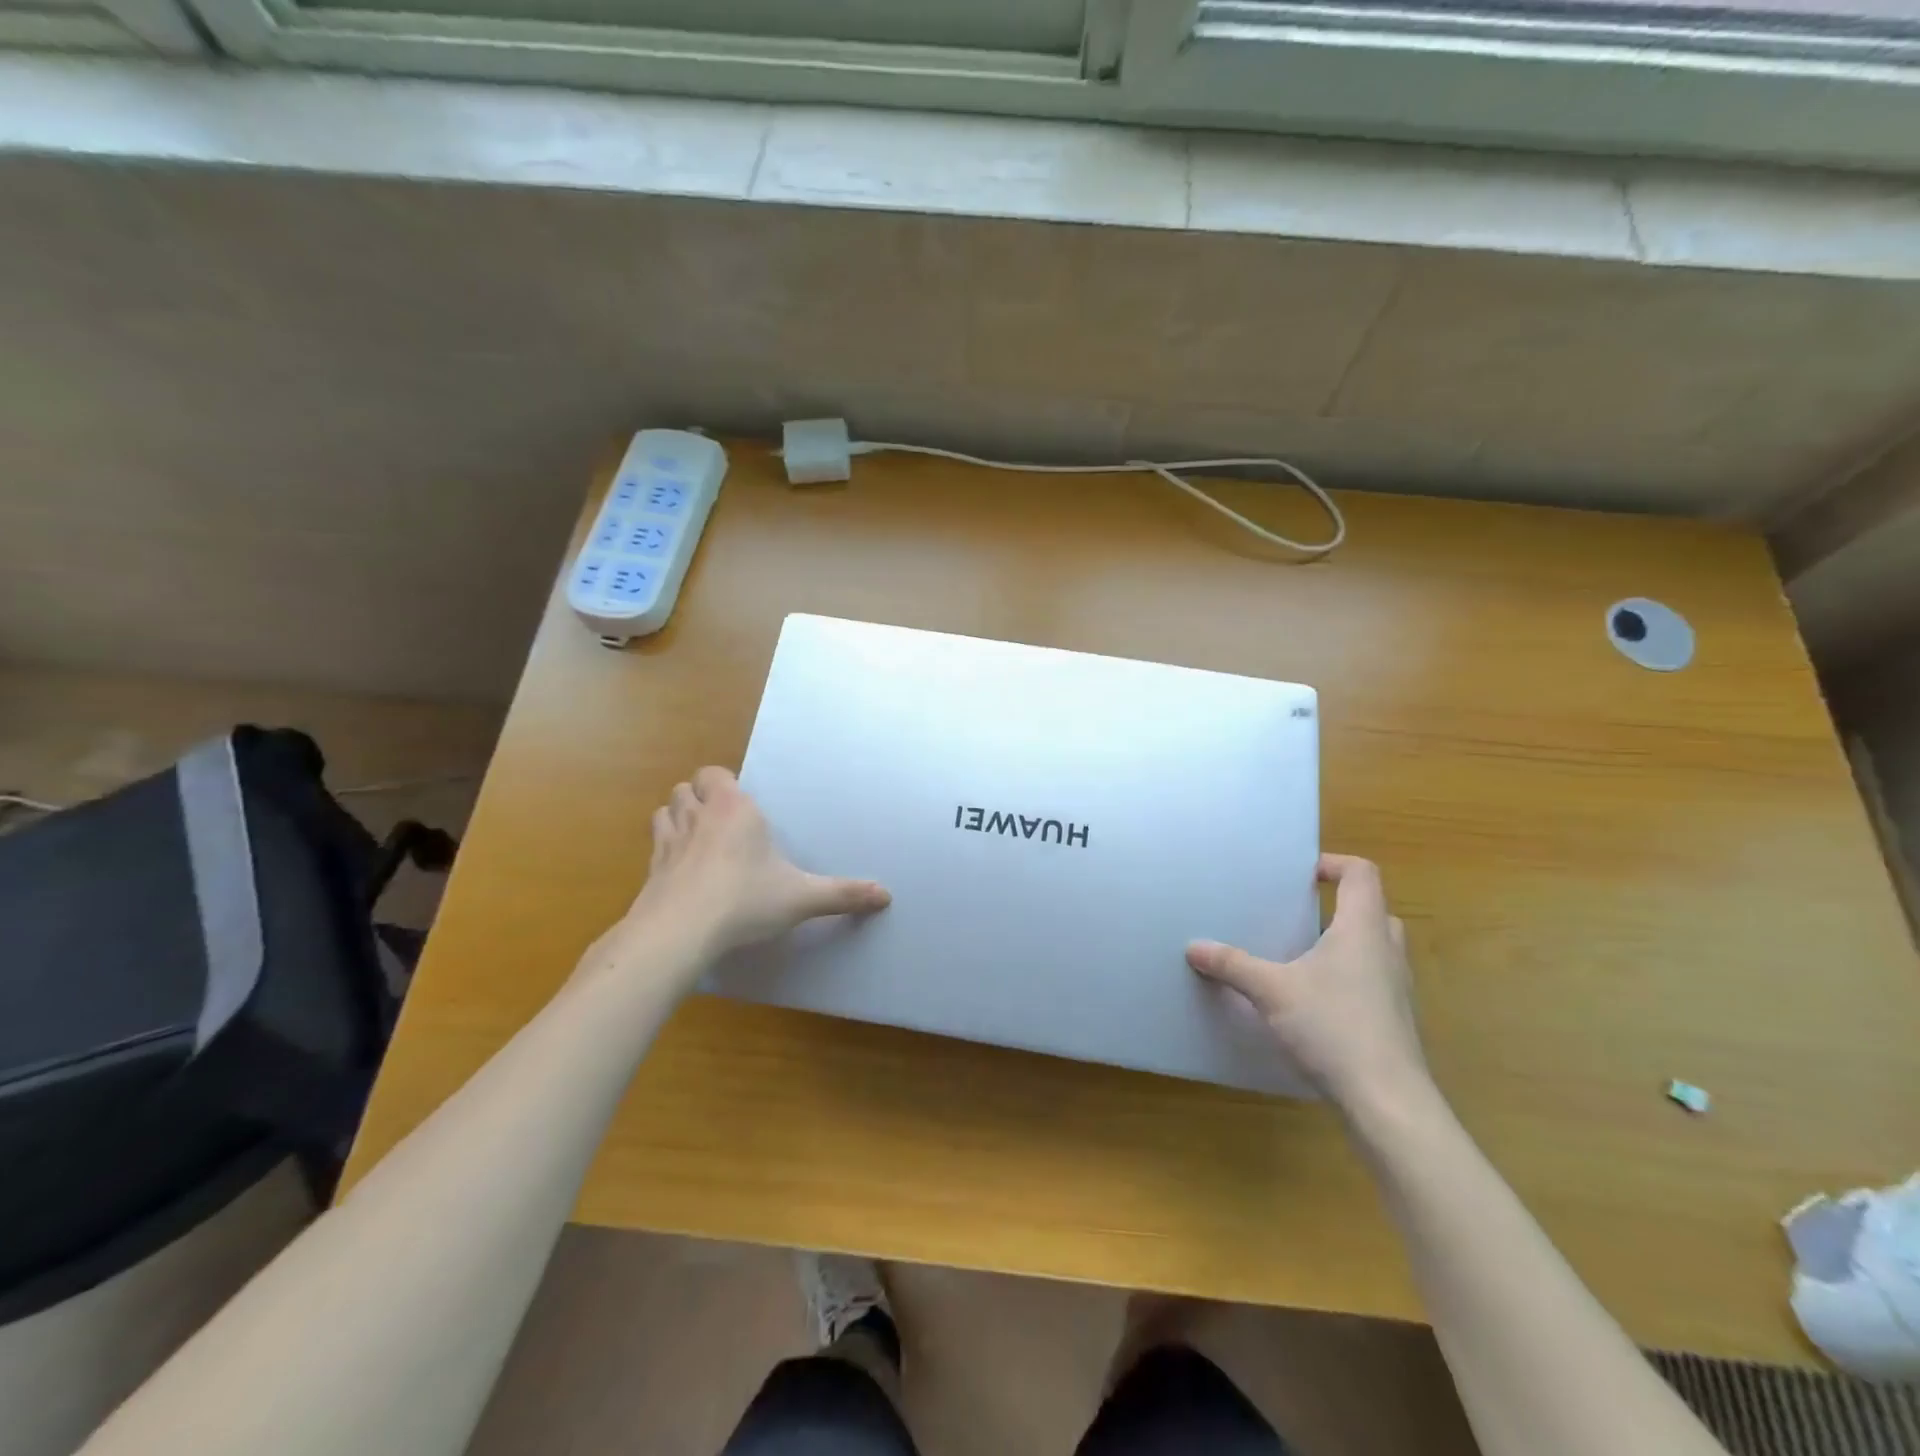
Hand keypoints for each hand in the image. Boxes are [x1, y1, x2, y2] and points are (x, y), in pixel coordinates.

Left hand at [632, 766, 890, 956]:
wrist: (679, 932)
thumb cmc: (745, 901)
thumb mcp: (801, 898)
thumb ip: (842, 894)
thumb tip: (886, 895)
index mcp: (733, 809)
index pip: (714, 773)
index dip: (722, 783)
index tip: (739, 804)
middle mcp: (697, 815)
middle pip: (686, 787)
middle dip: (699, 797)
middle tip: (721, 820)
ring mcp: (668, 841)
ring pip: (665, 810)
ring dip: (678, 818)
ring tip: (697, 839)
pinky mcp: (650, 870)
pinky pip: (654, 847)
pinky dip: (664, 851)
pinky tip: (681, 873)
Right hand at [1186, 854, 1429, 1114]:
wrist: (1388, 1100)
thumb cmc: (1333, 1027)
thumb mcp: (1271, 991)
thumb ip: (1232, 965)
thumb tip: (1193, 947)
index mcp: (1363, 929)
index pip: (1362, 874)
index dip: (1333, 864)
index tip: (1300, 874)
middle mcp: (1387, 951)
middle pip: (1372, 909)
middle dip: (1339, 905)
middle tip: (1301, 913)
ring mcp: (1397, 988)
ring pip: (1376, 947)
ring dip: (1345, 942)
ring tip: (1303, 954)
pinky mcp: (1395, 1020)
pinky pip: (1374, 980)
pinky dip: (1349, 976)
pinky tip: (1315, 999)